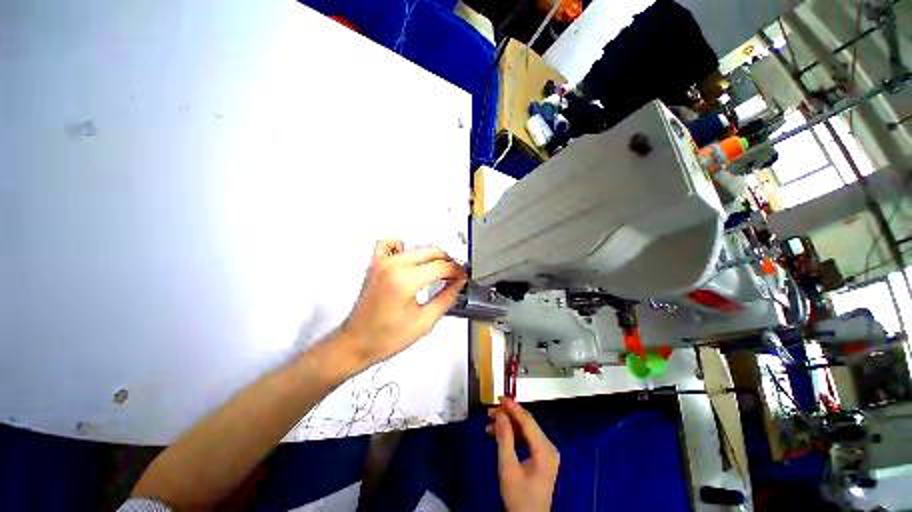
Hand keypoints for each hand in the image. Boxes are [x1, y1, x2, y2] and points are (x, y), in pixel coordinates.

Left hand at [339, 239, 466, 368]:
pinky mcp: (375, 264)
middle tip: (454, 275)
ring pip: (417, 247)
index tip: (463, 277)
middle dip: (447, 261)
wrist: (356, 342)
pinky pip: (390, 243)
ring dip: (431, 256)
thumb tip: (458, 283)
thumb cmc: (386, 337)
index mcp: (405, 280)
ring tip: (438, 270)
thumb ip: (446, 298)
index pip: (441, 266)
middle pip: (431, 251)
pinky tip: (410, 260)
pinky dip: (403, 247)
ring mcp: (382, 262)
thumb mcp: (425, 322)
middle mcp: (393, 265)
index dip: (457, 271)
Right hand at [486, 398, 559, 511]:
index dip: (512, 408)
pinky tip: (499, 434)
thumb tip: (500, 414)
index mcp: (545, 450)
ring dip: (508, 424)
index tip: (499, 398)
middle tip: (489, 412)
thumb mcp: (508, 468)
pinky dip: (513, 434)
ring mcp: (547, 452)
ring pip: (526, 429)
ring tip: (489, 423)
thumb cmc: (518, 497)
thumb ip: (504, 439)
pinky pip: (527, 438)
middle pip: (527, 423)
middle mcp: (549, 447)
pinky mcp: (542, 456)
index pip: (527, 421)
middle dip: (508, 415)